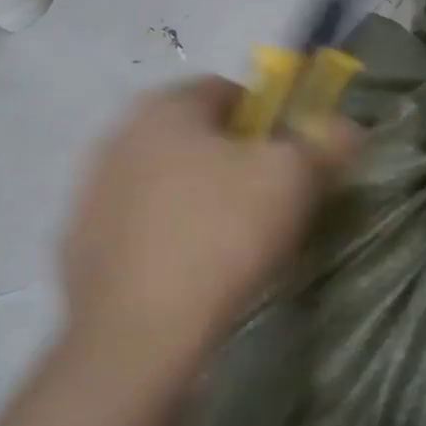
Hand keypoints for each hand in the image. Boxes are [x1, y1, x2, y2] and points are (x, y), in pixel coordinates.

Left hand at [59, 77, 355, 394]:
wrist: (139, 335)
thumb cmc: (221, 236)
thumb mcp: (293, 179)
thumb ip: (325, 141)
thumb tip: (346, 126)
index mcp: (164, 107)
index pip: (230, 91)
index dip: (271, 122)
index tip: (292, 164)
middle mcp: (117, 135)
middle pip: (197, 137)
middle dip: (236, 162)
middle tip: (269, 205)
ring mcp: (91, 192)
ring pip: (167, 182)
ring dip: (200, 200)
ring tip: (231, 245)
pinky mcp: (79, 244)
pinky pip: (141, 225)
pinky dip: (168, 237)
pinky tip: (190, 272)